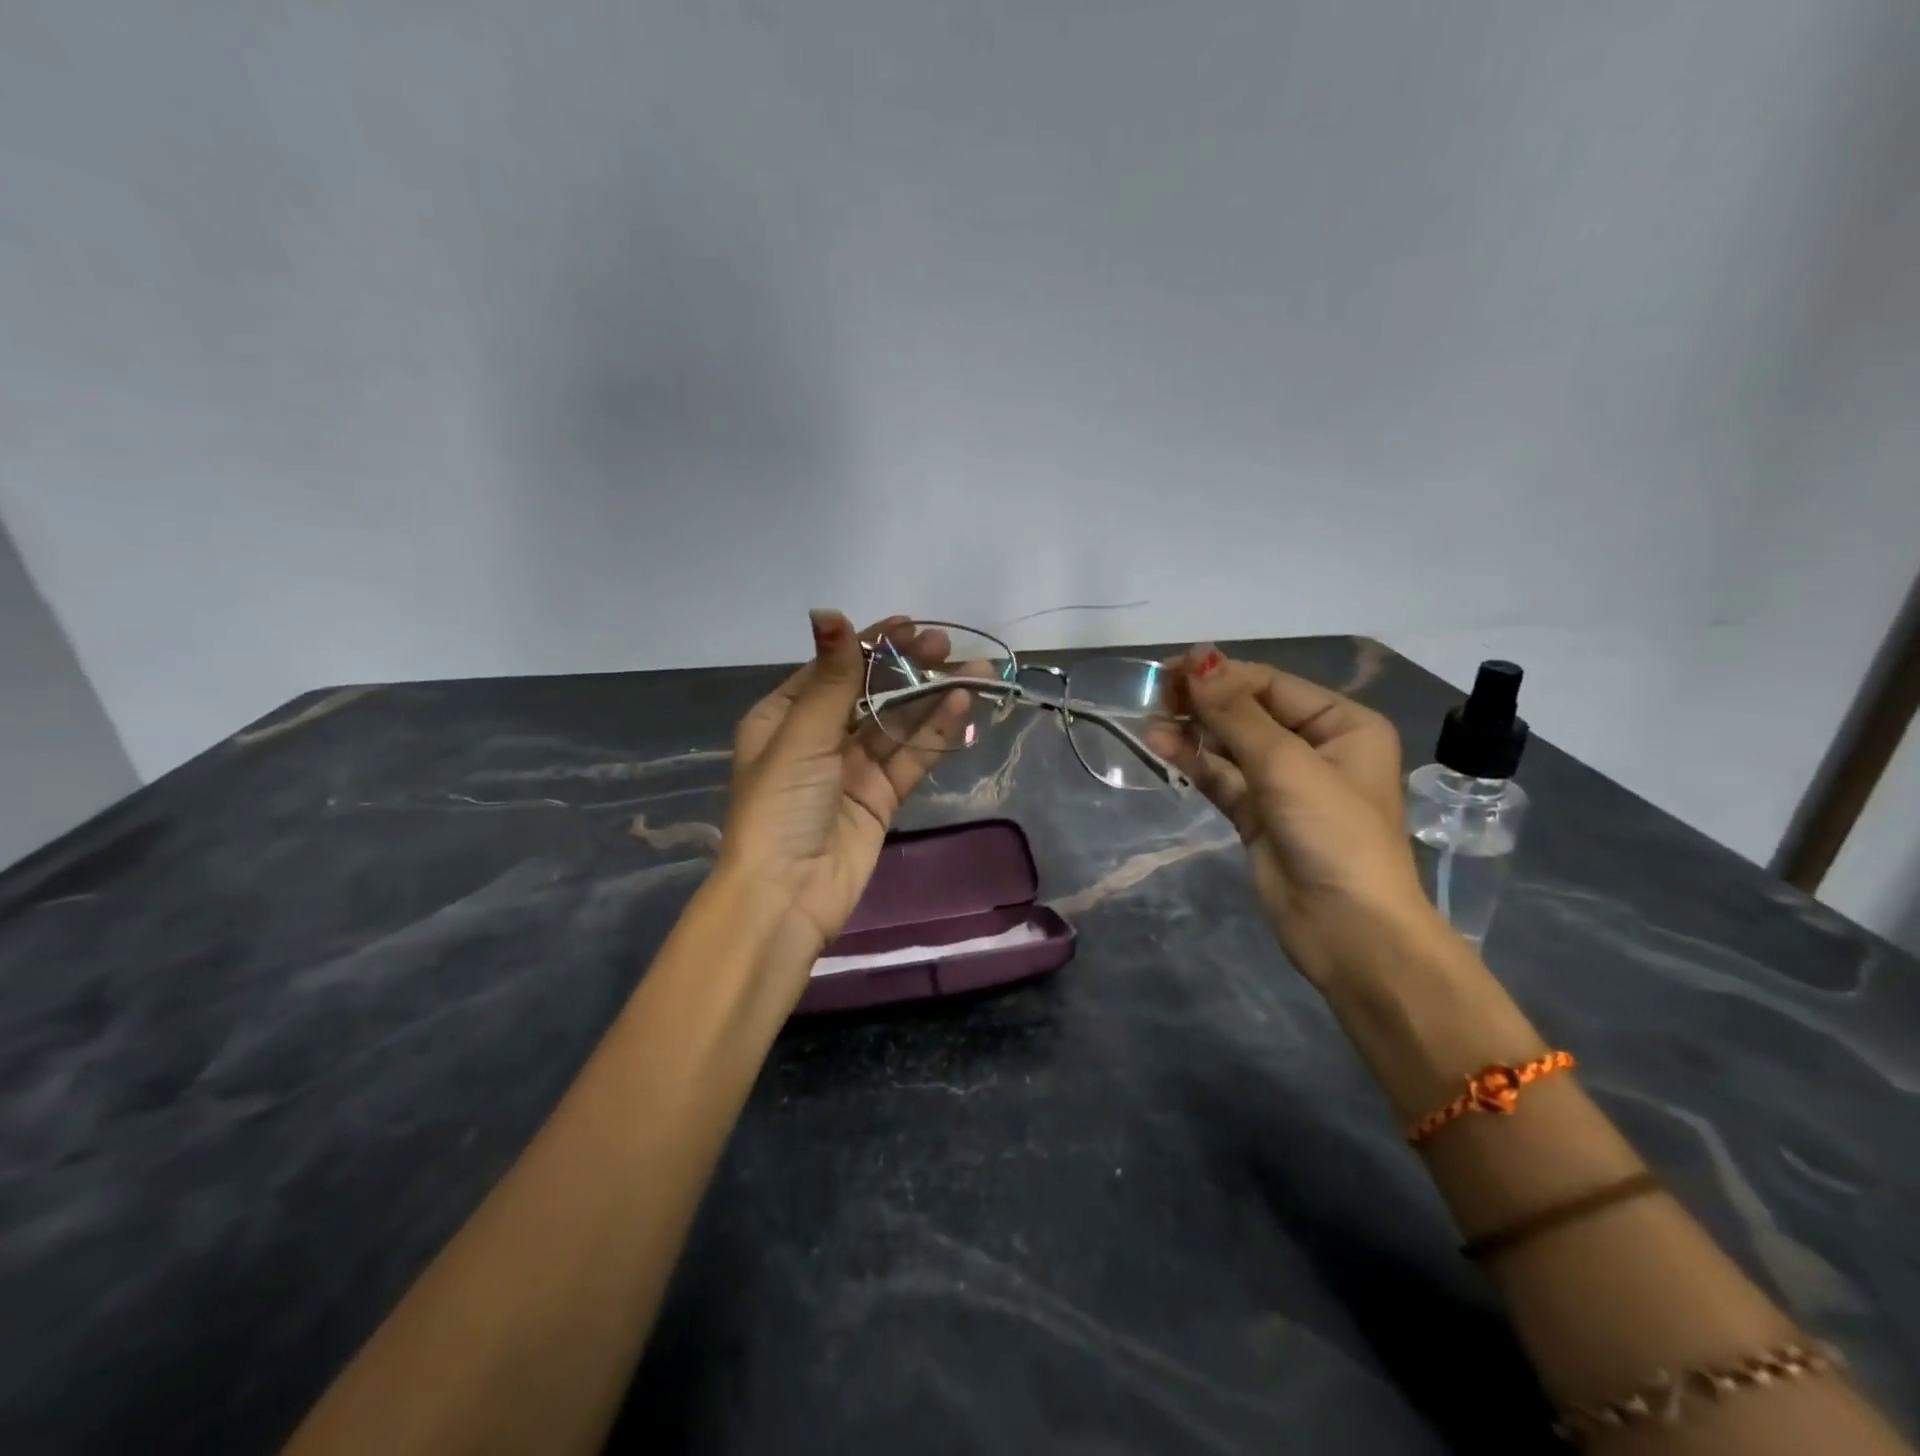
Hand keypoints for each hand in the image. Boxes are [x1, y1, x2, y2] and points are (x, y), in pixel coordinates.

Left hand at [718, 611, 971, 985]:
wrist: (786, 894)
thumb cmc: (781, 805)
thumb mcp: (802, 735)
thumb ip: (832, 678)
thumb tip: (829, 612)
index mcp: (785, 716)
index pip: (834, 668)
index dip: (871, 644)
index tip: (911, 624)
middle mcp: (818, 738)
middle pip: (870, 692)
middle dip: (907, 668)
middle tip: (946, 647)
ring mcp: (852, 769)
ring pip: (898, 724)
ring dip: (933, 698)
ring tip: (976, 673)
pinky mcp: (880, 798)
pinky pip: (911, 758)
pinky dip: (935, 734)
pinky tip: (961, 707)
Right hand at [1146, 644, 1440, 988]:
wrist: (1348, 930)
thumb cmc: (1333, 834)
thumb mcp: (1287, 765)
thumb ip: (1237, 714)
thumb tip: (1198, 660)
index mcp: (1342, 725)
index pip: (1272, 685)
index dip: (1223, 675)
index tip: (1173, 670)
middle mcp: (1315, 747)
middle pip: (1248, 711)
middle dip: (1205, 701)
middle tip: (1156, 692)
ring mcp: (1283, 783)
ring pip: (1229, 744)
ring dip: (1192, 730)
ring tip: (1150, 720)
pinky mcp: (1257, 813)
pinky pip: (1221, 776)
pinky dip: (1193, 760)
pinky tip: (1160, 744)